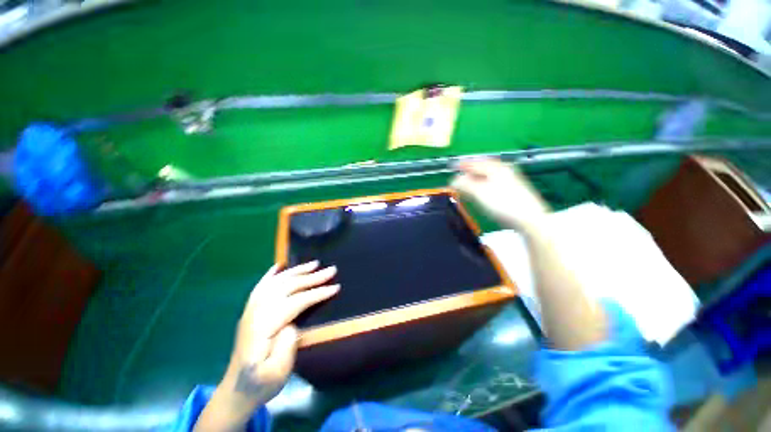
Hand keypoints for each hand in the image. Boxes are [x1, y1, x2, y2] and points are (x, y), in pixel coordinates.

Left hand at [196, 262, 337, 430]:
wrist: (237, 391)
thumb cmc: (261, 384)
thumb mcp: (277, 374)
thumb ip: (286, 346)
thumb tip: (293, 323)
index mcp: (263, 328)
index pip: (295, 302)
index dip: (316, 293)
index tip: (335, 287)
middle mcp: (255, 313)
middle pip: (287, 288)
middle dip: (311, 277)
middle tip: (331, 270)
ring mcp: (251, 310)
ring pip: (276, 282)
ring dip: (297, 271)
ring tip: (314, 264)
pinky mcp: (250, 311)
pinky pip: (261, 286)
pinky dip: (272, 274)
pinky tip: (279, 265)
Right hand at [451, 158, 548, 227]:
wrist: (529, 218)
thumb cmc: (502, 203)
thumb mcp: (479, 192)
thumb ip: (465, 184)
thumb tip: (453, 180)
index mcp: (496, 168)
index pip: (476, 162)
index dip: (463, 164)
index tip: (453, 167)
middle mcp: (503, 171)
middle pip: (483, 167)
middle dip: (469, 171)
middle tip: (459, 176)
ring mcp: (509, 180)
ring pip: (488, 176)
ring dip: (475, 179)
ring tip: (466, 184)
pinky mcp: (511, 191)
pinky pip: (492, 183)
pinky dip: (482, 185)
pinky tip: (479, 192)